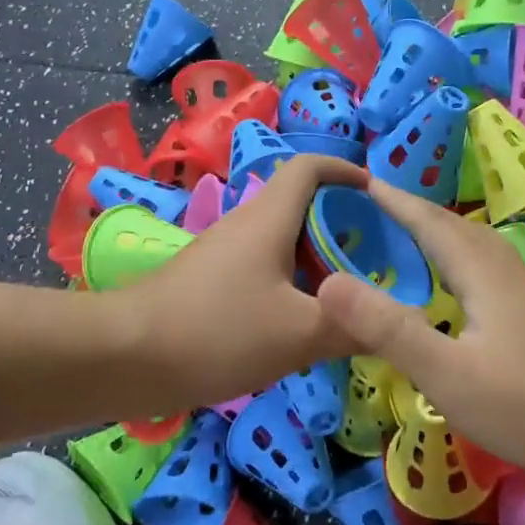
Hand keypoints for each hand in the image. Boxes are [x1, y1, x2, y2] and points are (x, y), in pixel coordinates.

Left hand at [115, 155, 365, 410]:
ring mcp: (224, 255)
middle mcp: (247, 225)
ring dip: (318, 260)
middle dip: (343, 225)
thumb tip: (399, 323)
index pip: (311, 167)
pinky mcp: (209, 284)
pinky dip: (292, 285)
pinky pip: (263, 271)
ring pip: (283, 243)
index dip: (347, 171)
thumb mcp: (299, 333)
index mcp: (270, 218)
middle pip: (303, 206)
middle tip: (378, 259)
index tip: (380, 197)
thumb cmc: (218, 330)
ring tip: (350, 295)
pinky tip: (304, 323)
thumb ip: (353, 326)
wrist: (125, 357)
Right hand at [314, 183, 524, 475]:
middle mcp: (507, 270)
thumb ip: (386, 329)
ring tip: (411, 236)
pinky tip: (457, 283)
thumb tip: (327, 284)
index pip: (431, 223)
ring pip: (477, 245)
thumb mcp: (443, 372)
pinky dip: (460, 256)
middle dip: (415, 212)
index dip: (395, 202)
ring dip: (441, 231)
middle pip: (456, 227)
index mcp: (482, 272)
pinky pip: (489, 265)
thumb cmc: (519, 405)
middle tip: (376, 207)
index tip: (361, 182)